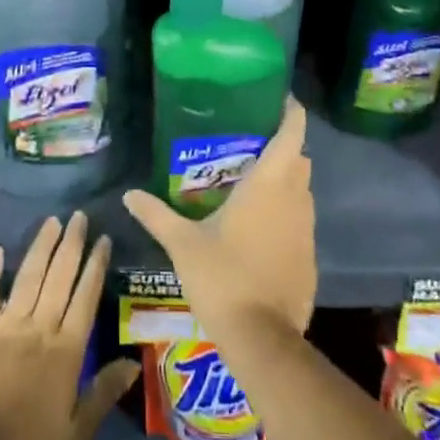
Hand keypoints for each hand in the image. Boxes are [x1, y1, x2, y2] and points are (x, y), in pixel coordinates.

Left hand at [0, 212, 139, 439]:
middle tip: (79, 216)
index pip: (86, 297)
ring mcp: (6, 326)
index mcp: (66, 351)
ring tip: (52, 221)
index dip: (96, 266)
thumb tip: (133, 362)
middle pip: (59, 277)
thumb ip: (104, 393)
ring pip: (28, 276)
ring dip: (41, 247)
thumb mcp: (77, 434)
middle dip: (71, 244)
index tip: (103, 239)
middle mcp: (39, 328)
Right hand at [123, 97, 315, 339]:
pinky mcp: (310, 258)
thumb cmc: (223, 277)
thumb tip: (129, 194)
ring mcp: (307, 230)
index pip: (292, 133)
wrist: (262, 340)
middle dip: (282, 147)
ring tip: (251, 182)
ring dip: (285, 182)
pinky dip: (286, 215)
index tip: (278, 99)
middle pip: (299, 159)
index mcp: (269, 184)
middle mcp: (295, 199)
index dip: (291, 112)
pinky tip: (259, 228)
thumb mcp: (182, 243)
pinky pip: (301, 222)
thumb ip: (156, 214)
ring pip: (302, 191)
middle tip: (250, 143)